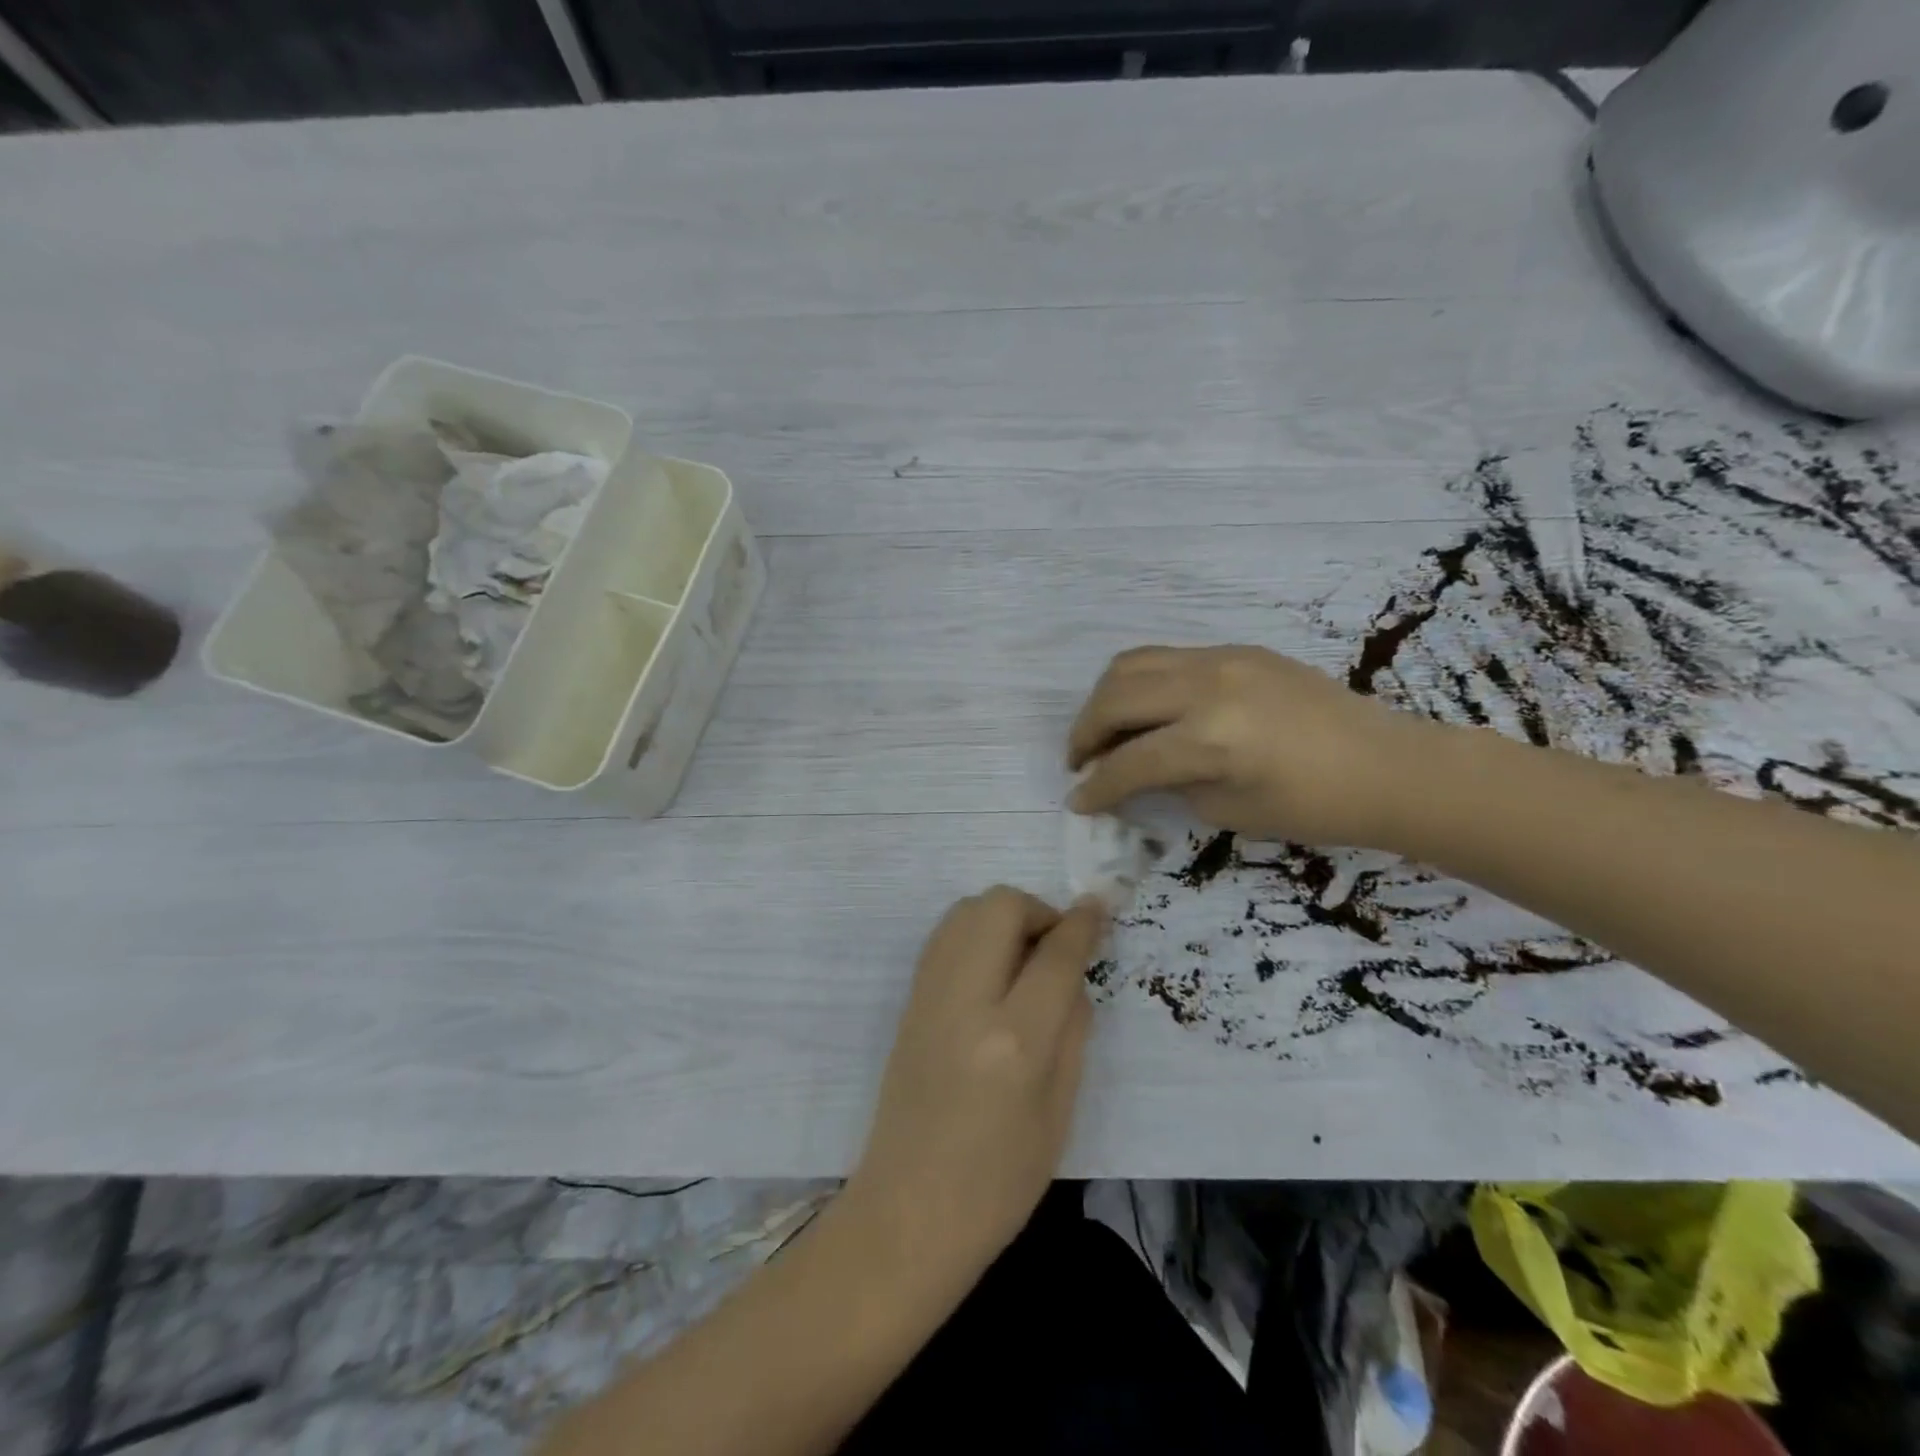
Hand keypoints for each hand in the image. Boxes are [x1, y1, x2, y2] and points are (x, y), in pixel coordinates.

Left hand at [847, 888, 1102, 1278]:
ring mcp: (929, 995)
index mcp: (1015, 1040)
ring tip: (1024, 957)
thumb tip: (1072, 974)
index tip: (1098, 907)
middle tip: (1055, 945)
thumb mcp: (1060, 1112)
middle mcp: (967, 1001)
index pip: (1055, 954)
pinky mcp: (908, 1000)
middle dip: (1037, 910)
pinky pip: (945, 936)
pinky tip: (991, 970)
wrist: (907, 1212)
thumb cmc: (999, 1182)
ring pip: (967, 910)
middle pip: (1001, 907)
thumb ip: (1072, 1030)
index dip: (1082, 924)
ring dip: (1003, 916)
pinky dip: (975, 932)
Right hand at [1066, 645, 1440, 848]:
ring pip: (1132, 664)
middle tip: (1082, 761)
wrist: (1388, 766)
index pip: (1129, 761)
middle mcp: (1207, 687)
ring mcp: (1222, 659)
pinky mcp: (1237, 650)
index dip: (1096, 787)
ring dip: (1106, 699)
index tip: (1077, 802)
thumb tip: (1132, 771)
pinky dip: (1141, 683)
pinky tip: (1150, 710)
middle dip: (1085, 733)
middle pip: (1115, 698)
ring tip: (1106, 729)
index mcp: (1210, 739)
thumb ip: (1170, 784)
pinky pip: (1167, 658)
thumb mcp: (1227, 809)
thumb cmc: (1315, 807)